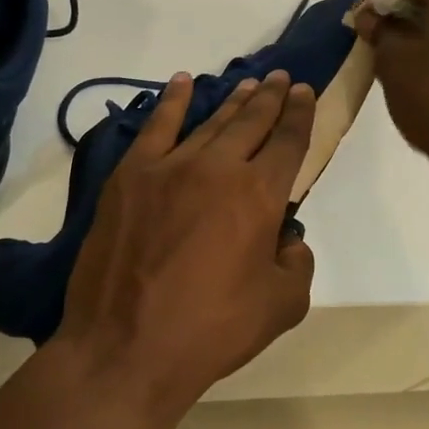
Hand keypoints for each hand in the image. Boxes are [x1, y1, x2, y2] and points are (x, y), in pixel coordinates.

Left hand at [54, 70, 316, 423]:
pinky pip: (156, 127)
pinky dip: (172, 101)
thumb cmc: (211, 330)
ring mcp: (169, 167)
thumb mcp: (281, 307)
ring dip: (233, 100)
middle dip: (271, 98)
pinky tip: (183, 82)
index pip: (288, 141)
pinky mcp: (130, 176)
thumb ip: (298, 264)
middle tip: (280, 79)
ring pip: (210, 122)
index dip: (300, 114)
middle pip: (252, 122)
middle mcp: (218, 168)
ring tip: (249, 84)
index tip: (304, 92)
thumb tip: (287, 239)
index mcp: (260, 195)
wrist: (125, 349)